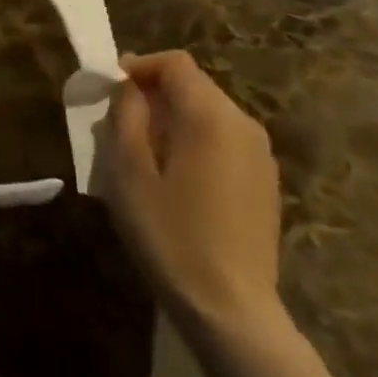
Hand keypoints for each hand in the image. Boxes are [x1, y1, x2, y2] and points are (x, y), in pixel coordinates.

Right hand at [101, 51, 282, 333]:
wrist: (231, 312)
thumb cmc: (170, 235)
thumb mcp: (128, 171)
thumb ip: (126, 115)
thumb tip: (130, 87)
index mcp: (211, 116)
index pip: (175, 63)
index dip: (140, 66)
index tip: (112, 89)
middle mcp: (244, 125)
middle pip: (194, 86)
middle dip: (155, 94)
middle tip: (121, 125)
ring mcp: (261, 156)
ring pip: (209, 114)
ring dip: (174, 119)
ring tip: (145, 155)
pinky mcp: (265, 183)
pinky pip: (224, 141)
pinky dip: (196, 142)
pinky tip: (178, 182)